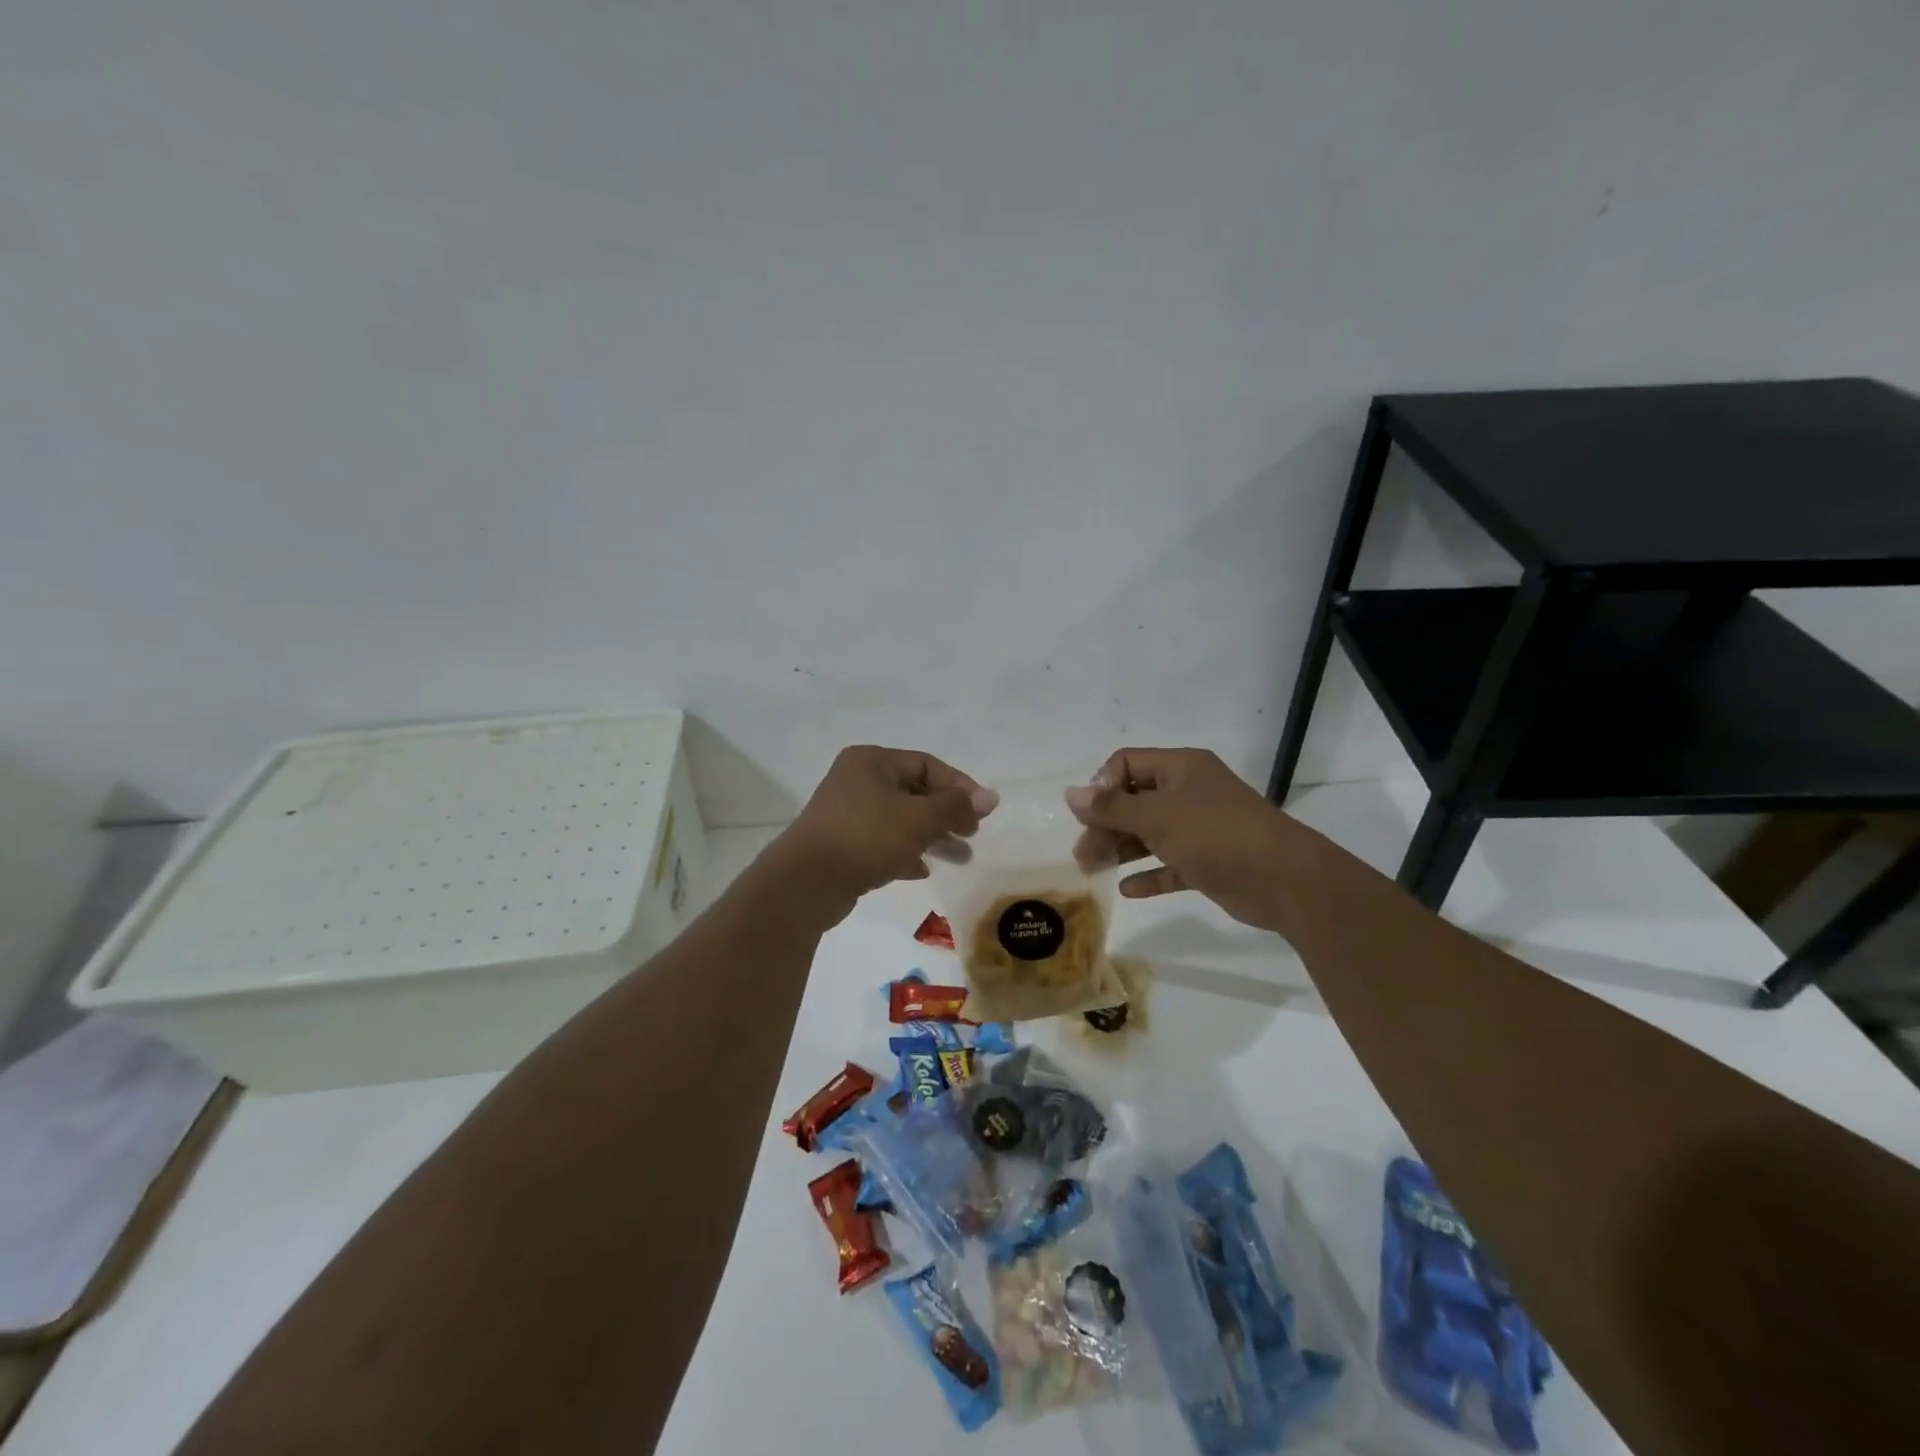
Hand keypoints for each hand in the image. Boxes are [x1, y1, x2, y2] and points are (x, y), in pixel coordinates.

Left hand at [773, 746, 997, 916]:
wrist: (807, 882)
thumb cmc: (867, 837)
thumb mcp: (919, 818)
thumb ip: (956, 806)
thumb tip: (991, 797)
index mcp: (872, 761)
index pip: (927, 765)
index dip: (959, 786)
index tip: (983, 811)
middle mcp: (858, 780)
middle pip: (915, 793)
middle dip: (947, 815)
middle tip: (972, 835)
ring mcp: (848, 813)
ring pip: (901, 820)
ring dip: (932, 837)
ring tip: (961, 858)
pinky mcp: (843, 845)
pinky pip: (883, 843)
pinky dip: (905, 853)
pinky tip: (922, 870)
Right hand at [1065, 748, 1308, 932]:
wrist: (1284, 881)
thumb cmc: (1216, 835)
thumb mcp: (1157, 817)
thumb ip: (1111, 807)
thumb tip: (1070, 794)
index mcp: (1181, 768)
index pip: (1127, 763)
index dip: (1103, 786)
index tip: (1089, 816)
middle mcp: (1189, 792)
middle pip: (1134, 800)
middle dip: (1105, 824)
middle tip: (1083, 854)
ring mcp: (1200, 828)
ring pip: (1149, 833)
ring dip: (1121, 849)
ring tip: (1093, 870)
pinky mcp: (1208, 861)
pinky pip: (1169, 863)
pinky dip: (1149, 873)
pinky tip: (1127, 889)